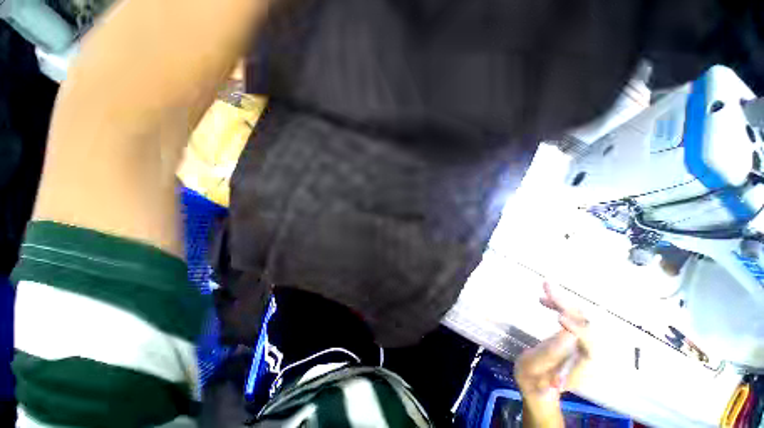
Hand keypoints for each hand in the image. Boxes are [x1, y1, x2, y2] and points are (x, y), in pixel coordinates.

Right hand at [514, 283, 590, 426]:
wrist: (539, 386)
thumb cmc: (534, 380)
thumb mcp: (535, 369)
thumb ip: (550, 354)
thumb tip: (566, 334)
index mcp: (581, 367)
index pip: (590, 345)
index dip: (578, 330)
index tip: (558, 317)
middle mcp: (587, 352)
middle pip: (586, 325)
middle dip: (568, 305)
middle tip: (547, 288)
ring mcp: (581, 343)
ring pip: (579, 317)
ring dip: (563, 301)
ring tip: (545, 287)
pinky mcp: (574, 336)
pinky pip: (571, 316)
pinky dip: (558, 305)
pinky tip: (544, 300)